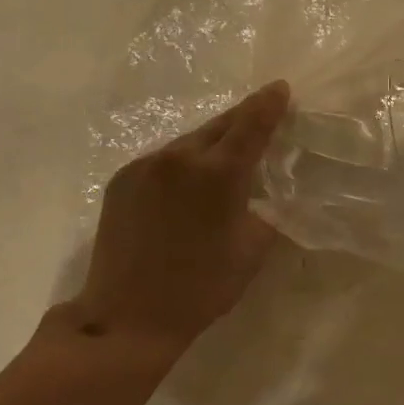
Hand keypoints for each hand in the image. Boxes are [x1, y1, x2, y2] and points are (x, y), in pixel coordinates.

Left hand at [44, 81, 291, 370]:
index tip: (281, 88)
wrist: (127, 316)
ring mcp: (144, 166)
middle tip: (263, 116)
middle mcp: (179, 158)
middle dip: (243, 118)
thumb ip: (267, 211)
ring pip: (188, 141)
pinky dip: (184, 161)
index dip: (269, 104)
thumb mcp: (252, 250)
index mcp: (217, 174)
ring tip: (227, 155)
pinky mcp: (121, 180)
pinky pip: (163, 158)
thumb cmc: (201, 287)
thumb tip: (268, 192)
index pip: (251, 125)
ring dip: (212, 142)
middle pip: (219, 125)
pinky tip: (189, 182)